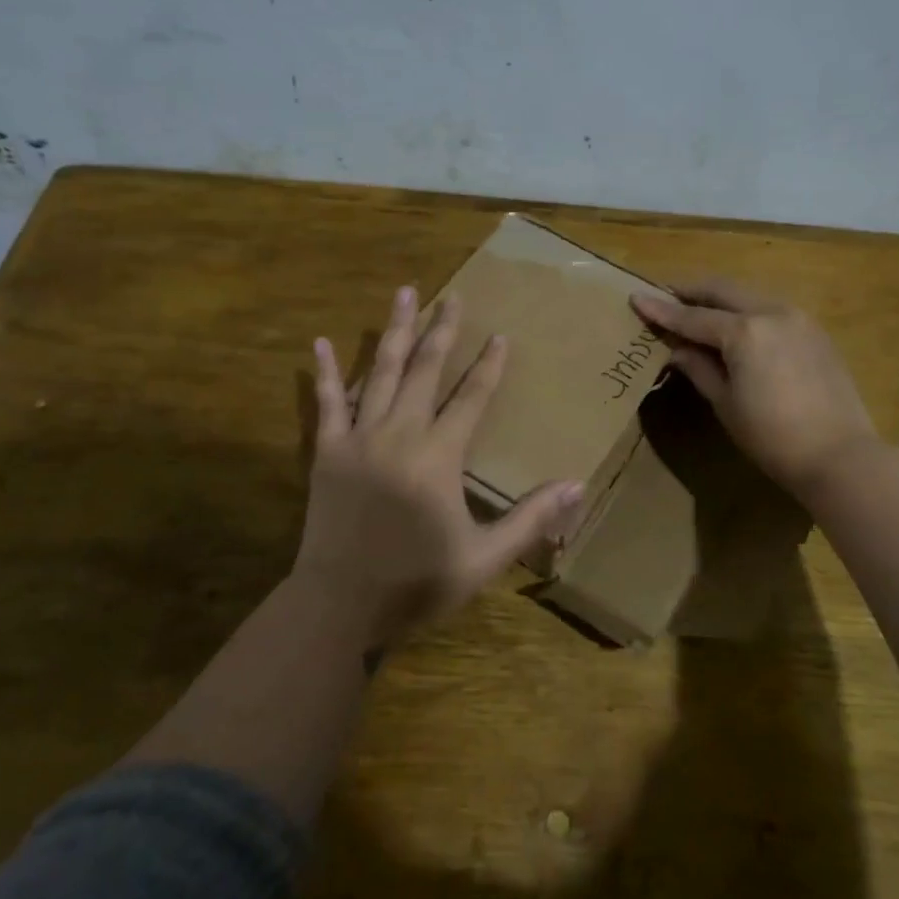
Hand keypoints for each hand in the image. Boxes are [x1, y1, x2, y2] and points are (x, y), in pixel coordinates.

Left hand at [294, 286, 585, 650]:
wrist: (338, 604)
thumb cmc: (415, 582)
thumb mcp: (483, 558)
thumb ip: (530, 519)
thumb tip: (578, 484)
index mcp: (439, 456)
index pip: (471, 398)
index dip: (489, 366)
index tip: (500, 334)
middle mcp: (400, 434)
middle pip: (426, 370)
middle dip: (443, 330)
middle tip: (453, 296)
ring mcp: (359, 438)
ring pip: (381, 373)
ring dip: (395, 332)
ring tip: (404, 294)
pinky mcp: (328, 452)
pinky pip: (327, 403)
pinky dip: (326, 373)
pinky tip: (321, 343)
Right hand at [631, 279, 879, 499]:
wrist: (840, 455)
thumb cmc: (772, 437)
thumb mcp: (725, 403)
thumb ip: (698, 367)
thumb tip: (675, 348)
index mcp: (745, 331)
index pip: (692, 316)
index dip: (661, 310)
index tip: (636, 298)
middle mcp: (772, 312)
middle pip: (722, 290)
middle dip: (690, 291)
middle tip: (664, 296)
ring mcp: (799, 318)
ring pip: (749, 295)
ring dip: (719, 299)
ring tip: (696, 310)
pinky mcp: (815, 331)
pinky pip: (770, 309)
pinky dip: (746, 311)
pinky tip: (735, 327)